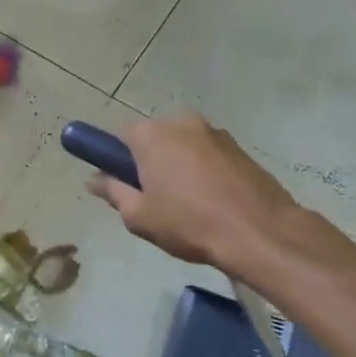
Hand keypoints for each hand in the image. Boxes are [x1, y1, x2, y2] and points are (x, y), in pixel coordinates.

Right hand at [86, 113, 318, 279]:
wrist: (261, 234)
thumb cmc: (190, 223)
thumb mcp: (139, 216)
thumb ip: (113, 192)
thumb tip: (94, 179)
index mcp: (152, 134)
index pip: (121, 135)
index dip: (116, 159)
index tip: (121, 183)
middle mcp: (182, 123)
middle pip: (153, 138)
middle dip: (148, 161)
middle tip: (152, 197)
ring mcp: (215, 133)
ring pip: (183, 146)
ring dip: (178, 165)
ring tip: (186, 204)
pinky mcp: (240, 148)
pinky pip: (208, 155)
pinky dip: (203, 171)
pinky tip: (211, 201)